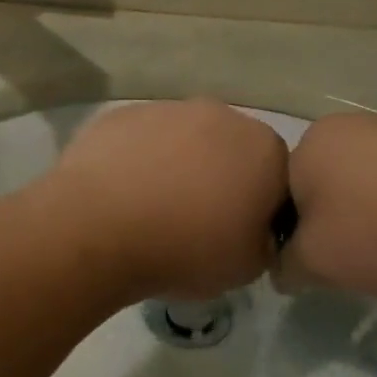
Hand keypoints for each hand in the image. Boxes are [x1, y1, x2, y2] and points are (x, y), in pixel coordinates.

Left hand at [40, 99, 290, 301]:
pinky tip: (120, 194)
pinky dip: (137, 160)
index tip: (235, 234)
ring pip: (182, 140)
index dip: (257, 207)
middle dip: (217, 177)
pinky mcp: (122, 114)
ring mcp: (168, 109)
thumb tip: (253, 230)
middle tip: (193, 220)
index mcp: (264, 149)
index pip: (276, 177)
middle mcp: (221, 115)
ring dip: (176, 165)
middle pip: (228, 149)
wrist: (100, 227)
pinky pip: (140, 140)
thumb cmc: (186, 250)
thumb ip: (263, 241)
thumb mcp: (248, 268)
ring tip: (150, 208)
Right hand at [278, 114, 376, 296]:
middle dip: (334, 231)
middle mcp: (349, 127)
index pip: (280, 199)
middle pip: (323, 193)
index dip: (293, 241)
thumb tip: (286, 268)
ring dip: (372, 226)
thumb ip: (286, 267)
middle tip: (357, 266)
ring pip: (365, 193)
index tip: (317, 270)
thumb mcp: (317, 263)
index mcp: (311, 142)